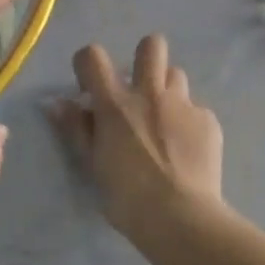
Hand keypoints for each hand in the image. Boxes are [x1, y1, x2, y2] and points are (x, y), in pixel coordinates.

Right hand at [52, 35, 224, 238]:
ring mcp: (183, 105)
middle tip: (139, 89)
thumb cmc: (126, 196)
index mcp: (115, 103)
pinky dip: (188, 123)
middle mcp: (150, 94)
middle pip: (152, 46)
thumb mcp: (91, 163)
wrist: (180, 218)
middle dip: (143, 58)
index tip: (90, 87)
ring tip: (164, 120)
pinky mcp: (208, 122)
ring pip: (177, 75)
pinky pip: (196, 110)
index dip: (88, 64)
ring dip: (167, 91)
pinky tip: (186, 149)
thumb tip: (56, 103)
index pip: (93, 56)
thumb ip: (75, 128)